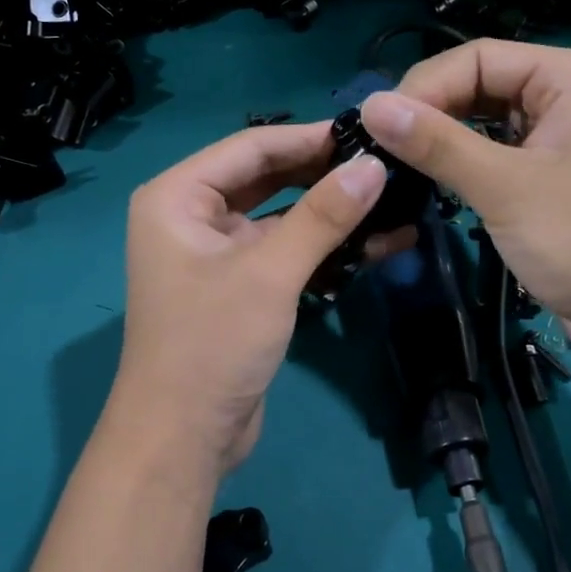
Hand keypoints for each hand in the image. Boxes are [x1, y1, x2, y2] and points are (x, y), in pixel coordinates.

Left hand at [111, 122, 394, 475]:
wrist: (183, 439)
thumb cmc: (212, 345)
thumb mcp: (270, 273)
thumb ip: (323, 216)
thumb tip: (375, 165)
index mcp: (177, 197)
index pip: (251, 148)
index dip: (310, 137)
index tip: (368, 133)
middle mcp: (192, 216)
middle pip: (267, 178)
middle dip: (324, 173)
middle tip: (386, 164)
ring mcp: (217, 253)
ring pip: (282, 217)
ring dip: (332, 213)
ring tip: (393, 199)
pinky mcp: (242, 287)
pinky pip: (287, 252)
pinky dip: (326, 248)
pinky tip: (378, 243)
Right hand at [360, 40, 570, 366]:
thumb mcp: (506, 187)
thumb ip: (438, 144)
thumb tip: (371, 106)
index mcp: (570, 78)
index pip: (479, 57)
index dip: (425, 86)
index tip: (378, 125)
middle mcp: (568, 100)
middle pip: (482, 86)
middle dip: (433, 113)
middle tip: (382, 150)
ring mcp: (562, 143)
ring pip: (487, 126)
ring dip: (445, 142)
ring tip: (398, 165)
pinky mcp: (553, 183)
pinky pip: (499, 159)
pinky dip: (465, 168)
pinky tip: (433, 184)